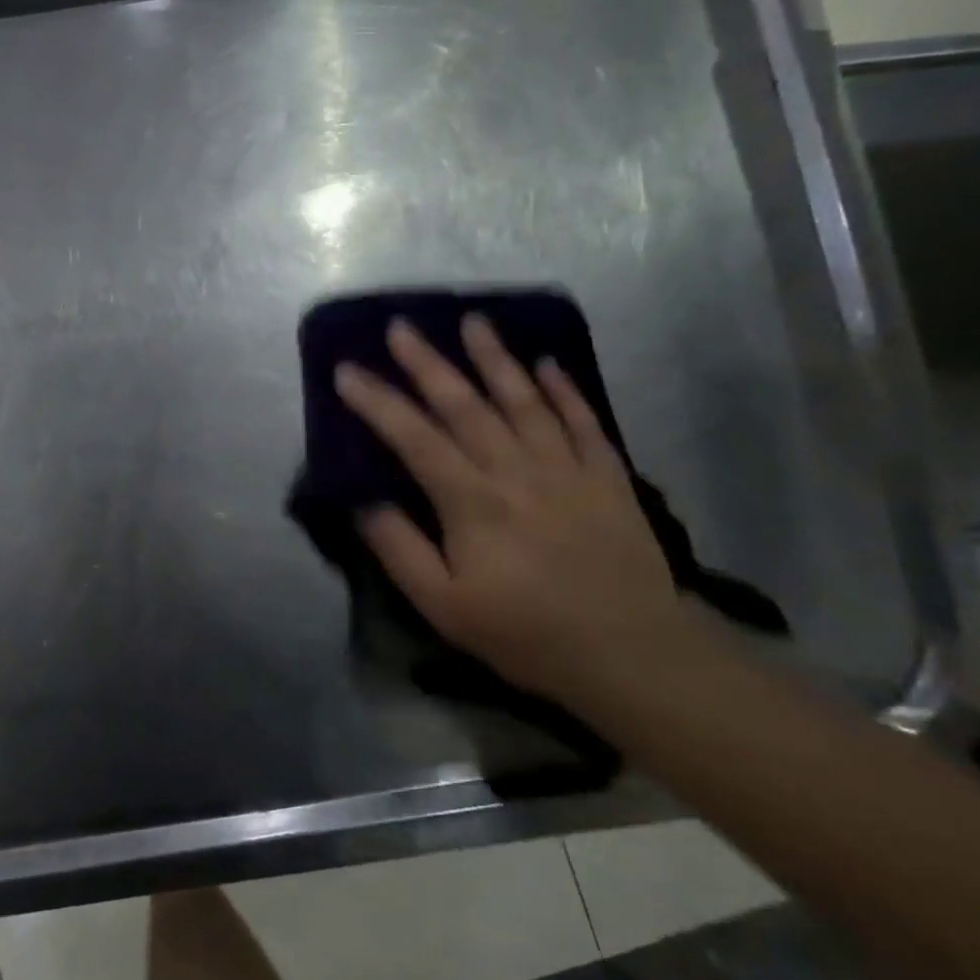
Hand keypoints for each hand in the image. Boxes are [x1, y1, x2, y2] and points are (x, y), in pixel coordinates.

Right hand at [334, 314, 688, 703]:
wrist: (633, 657)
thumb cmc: (525, 633)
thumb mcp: (443, 606)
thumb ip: (400, 550)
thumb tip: (365, 503)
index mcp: (472, 502)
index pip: (414, 438)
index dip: (377, 402)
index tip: (347, 371)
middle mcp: (516, 472)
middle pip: (465, 405)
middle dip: (428, 363)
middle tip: (401, 327)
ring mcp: (567, 470)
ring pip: (524, 400)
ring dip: (494, 358)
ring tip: (472, 321)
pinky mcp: (607, 478)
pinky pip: (583, 422)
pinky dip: (563, 390)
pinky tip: (546, 363)